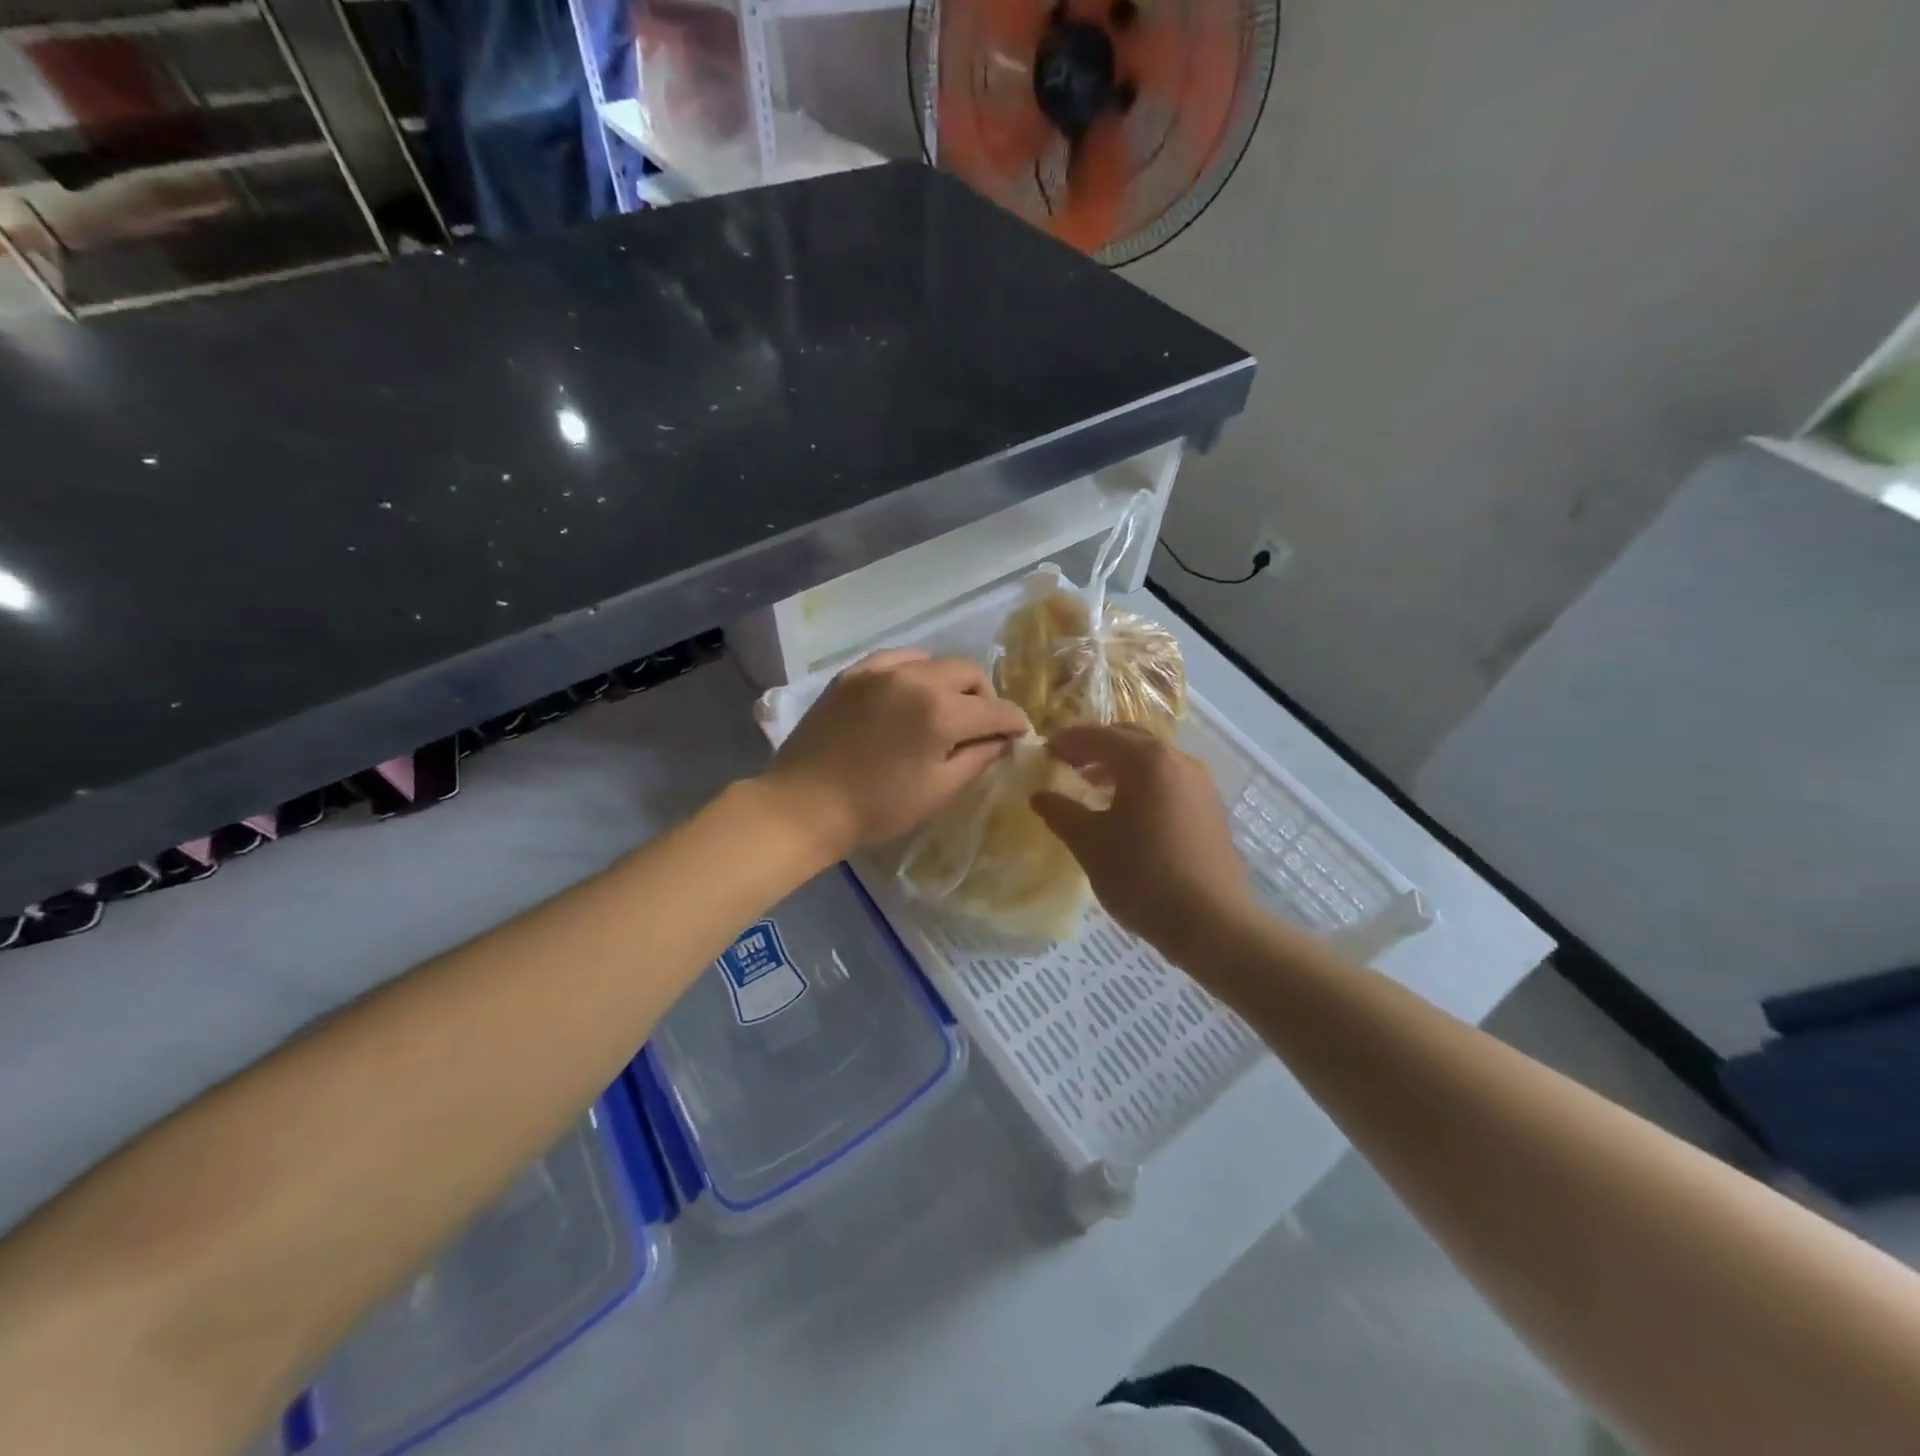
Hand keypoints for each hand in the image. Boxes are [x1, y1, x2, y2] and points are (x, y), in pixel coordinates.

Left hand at [759, 649, 1028, 861]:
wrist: (805, 805)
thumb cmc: (878, 808)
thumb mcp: (939, 791)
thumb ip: (978, 758)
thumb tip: (1003, 739)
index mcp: (941, 712)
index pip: (995, 709)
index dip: (1014, 723)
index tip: (1018, 735)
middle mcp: (915, 678)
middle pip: (969, 672)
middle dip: (985, 697)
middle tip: (981, 726)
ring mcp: (880, 670)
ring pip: (935, 661)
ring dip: (951, 683)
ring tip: (944, 710)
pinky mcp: (853, 673)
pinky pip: (898, 660)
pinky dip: (915, 673)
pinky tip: (909, 695)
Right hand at [1031, 724, 1256, 962]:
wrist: (1211, 922)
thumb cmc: (1142, 875)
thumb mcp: (1089, 843)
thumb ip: (1061, 812)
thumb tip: (1039, 795)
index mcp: (1145, 760)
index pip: (1097, 736)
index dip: (1067, 742)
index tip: (1044, 753)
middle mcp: (1177, 760)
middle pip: (1128, 739)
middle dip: (1095, 747)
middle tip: (1068, 765)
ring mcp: (1200, 783)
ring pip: (1152, 760)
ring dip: (1120, 766)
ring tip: (1094, 789)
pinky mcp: (1210, 807)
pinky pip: (1169, 780)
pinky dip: (1143, 783)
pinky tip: (1128, 813)